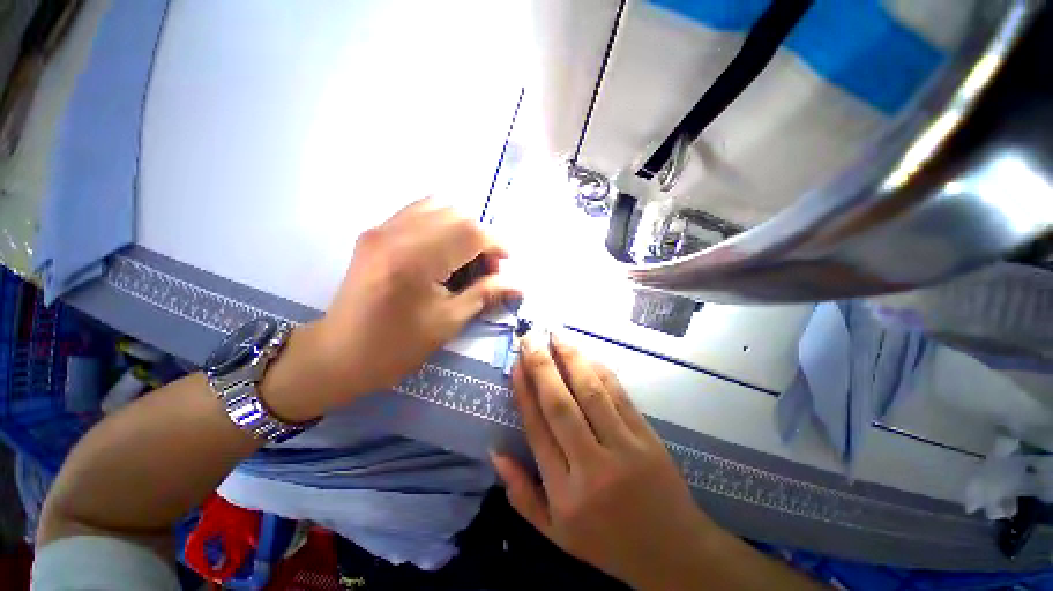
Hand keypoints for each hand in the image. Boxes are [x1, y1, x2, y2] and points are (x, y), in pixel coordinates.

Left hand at [264, 198, 517, 420]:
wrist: (339, 353)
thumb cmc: (397, 346)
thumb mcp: (448, 322)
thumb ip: (485, 294)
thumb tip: (518, 284)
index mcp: (416, 260)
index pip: (470, 232)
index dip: (496, 244)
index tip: (506, 262)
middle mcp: (396, 233)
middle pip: (457, 213)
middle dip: (480, 237)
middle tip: (484, 267)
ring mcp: (382, 228)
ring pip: (438, 205)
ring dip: (461, 228)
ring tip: (464, 258)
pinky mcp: (375, 232)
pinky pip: (418, 212)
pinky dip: (441, 225)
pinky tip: (443, 252)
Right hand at [491, 334, 719, 589]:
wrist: (673, 552)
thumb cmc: (607, 543)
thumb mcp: (556, 534)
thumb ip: (522, 494)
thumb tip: (495, 453)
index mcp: (565, 493)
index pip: (538, 430)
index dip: (524, 392)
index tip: (516, 365)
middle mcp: (592, 466)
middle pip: (560, 405)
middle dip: (542, 366)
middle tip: (531, 338)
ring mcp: (624, 448)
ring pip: (591, 392)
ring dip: (571, 359)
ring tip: (557, 335)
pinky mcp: (647, 436)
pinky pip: (619, 395)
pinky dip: (600, 371)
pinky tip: (587, 354)